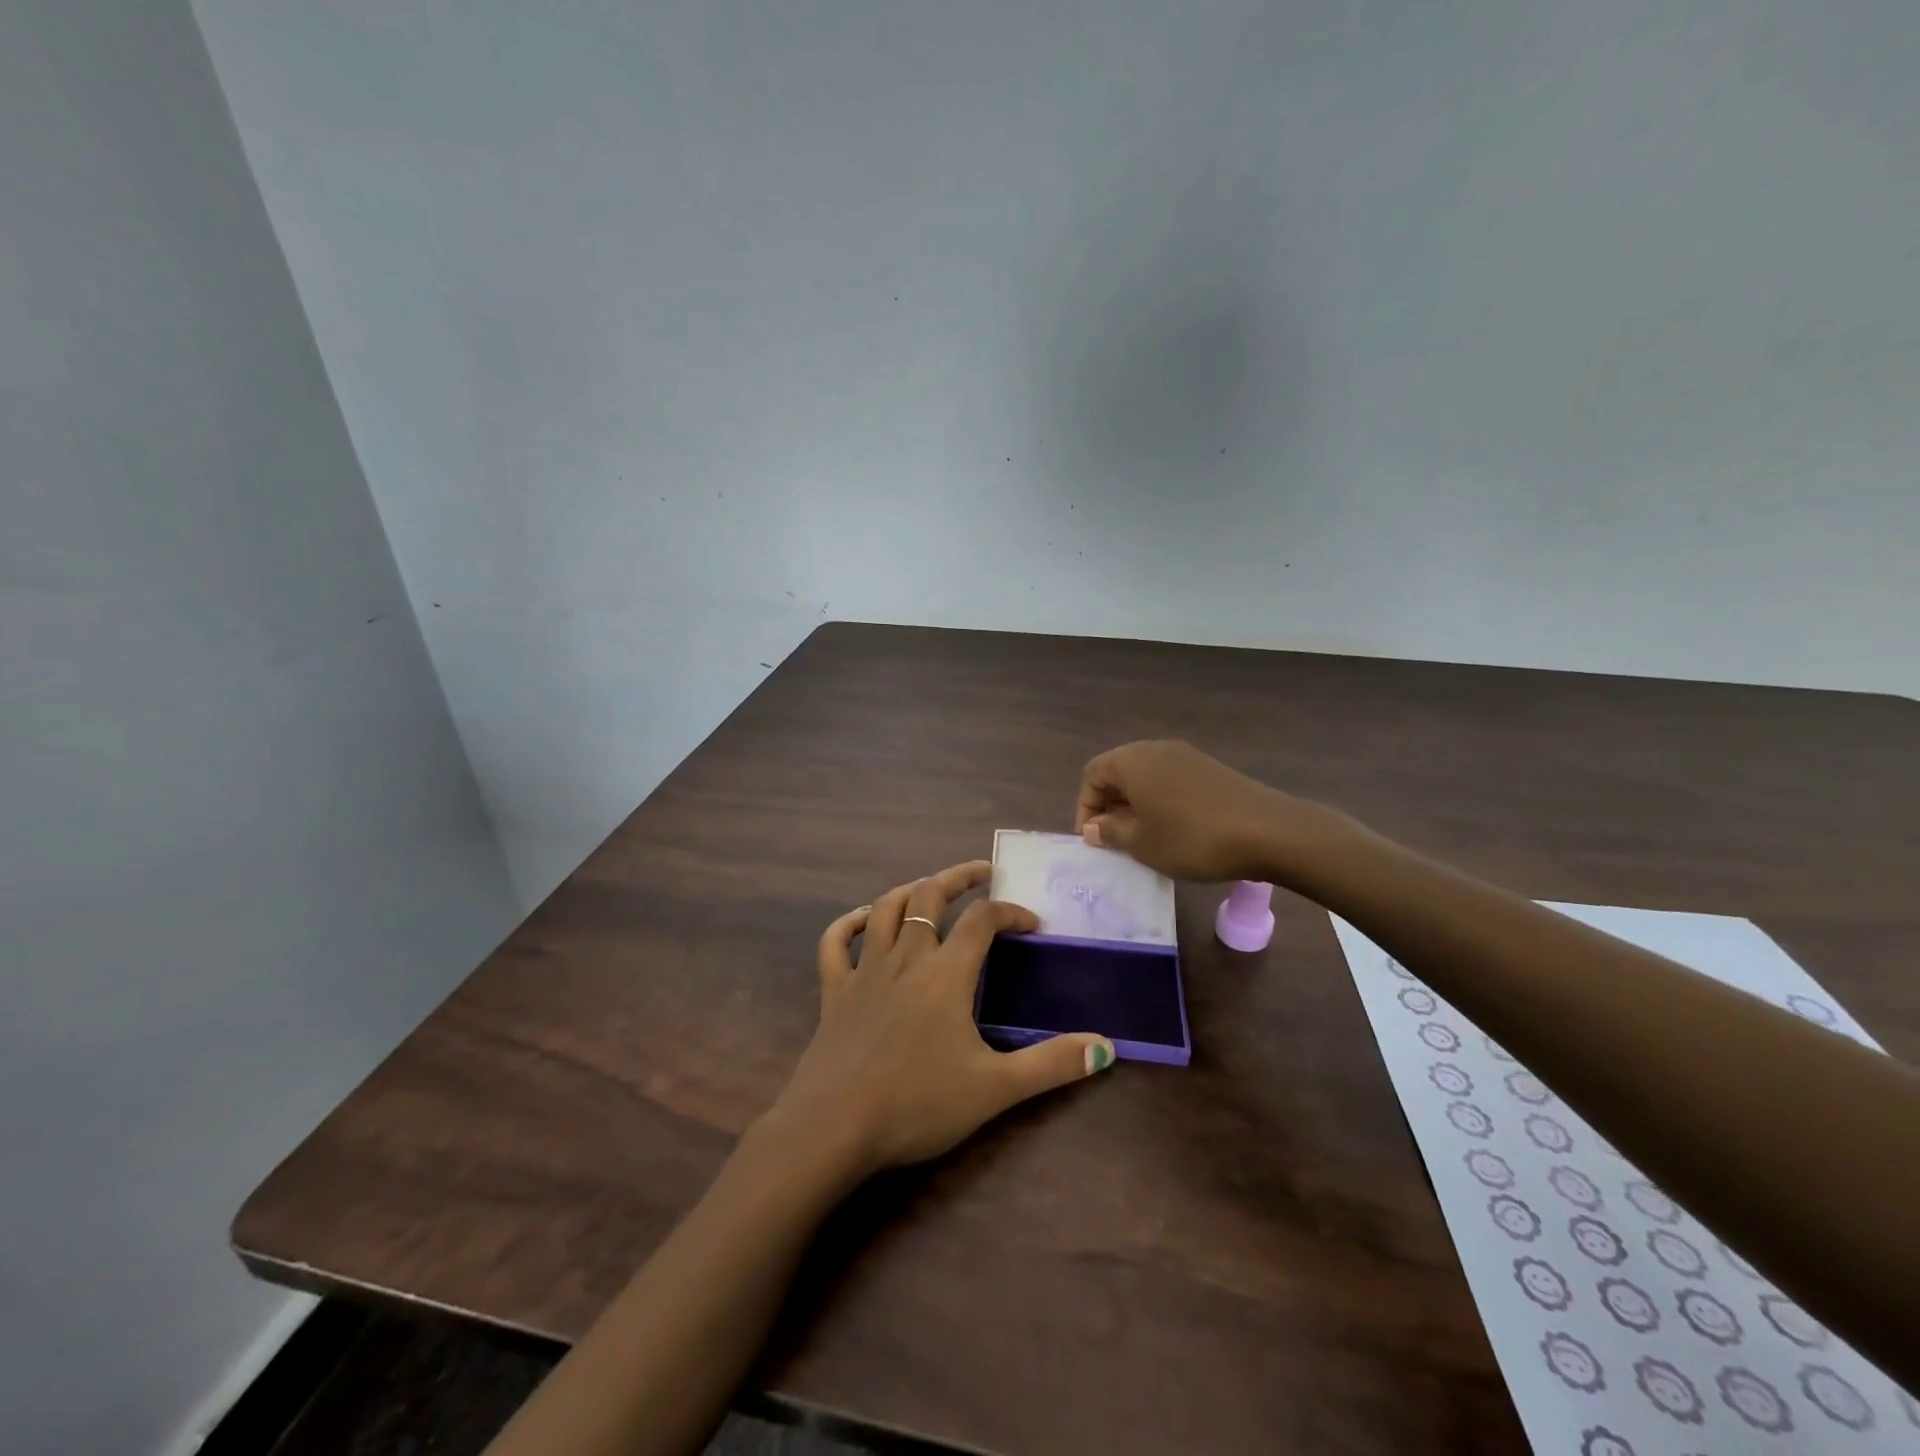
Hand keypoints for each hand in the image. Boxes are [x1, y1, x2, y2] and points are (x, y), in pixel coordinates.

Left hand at [768, 860, 1115, 1178]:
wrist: (833, 1128)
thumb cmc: (917, 1104)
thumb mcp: (995, 1089)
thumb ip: (1051, 1065)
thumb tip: (1106, 1048)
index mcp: (946, 973)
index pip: (982, 920)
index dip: (1010, 912)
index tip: (1031, 924)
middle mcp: (905, 958)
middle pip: (929, 895)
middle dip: (958, 877)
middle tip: (982, 872)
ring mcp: (864, 971)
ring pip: (885, 909)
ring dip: (910, 891)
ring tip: (929, 889)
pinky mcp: (833, 991)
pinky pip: (834, 943)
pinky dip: (848, 923)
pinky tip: (863, 921)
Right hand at [1076, 740, 1320, 882]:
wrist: (1268, 831)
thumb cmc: (1191, 837)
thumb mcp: (1141, 843)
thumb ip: (1110, 832)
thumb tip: (1094, 827)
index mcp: (1131, 760)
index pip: (1092, 774)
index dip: (1086, 807)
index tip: (1094, 840)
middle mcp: (1155, 749)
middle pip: (1119, 772)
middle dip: (1110, 806)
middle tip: (1115, 840)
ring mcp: (1186, 756)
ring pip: (1147, 777)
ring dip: (1137, 805)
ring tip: (1145, 839)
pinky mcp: (1210, 769)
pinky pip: (1171, 781)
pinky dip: (1162, 802)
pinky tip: (1176, 831)